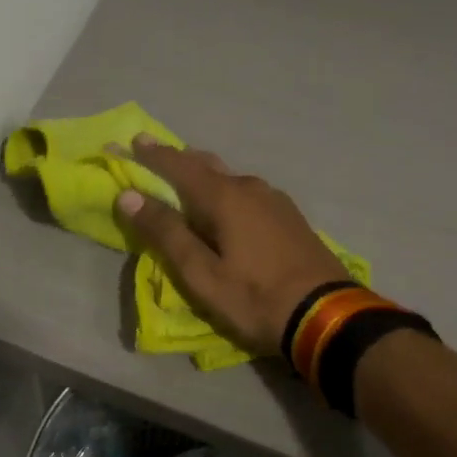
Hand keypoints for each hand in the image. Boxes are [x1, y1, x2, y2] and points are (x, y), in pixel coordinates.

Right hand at [116, 135, 348, 357]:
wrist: (327, 316)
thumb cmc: (255, 297)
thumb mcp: (201, 273)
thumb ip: (166, 233)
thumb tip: (129, 195)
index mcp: (224, 197)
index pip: (179, 165)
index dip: (152, 154)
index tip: (131, 140)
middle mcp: (250, 188)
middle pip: (207, 165)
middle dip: (178, 161)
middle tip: (155, 158)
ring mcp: (275, 201)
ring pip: (229, 179)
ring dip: (204, 177)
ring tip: (186, 185)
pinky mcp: (289, 218)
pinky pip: (247, 193)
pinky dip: (225, 193)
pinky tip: (226, 208)